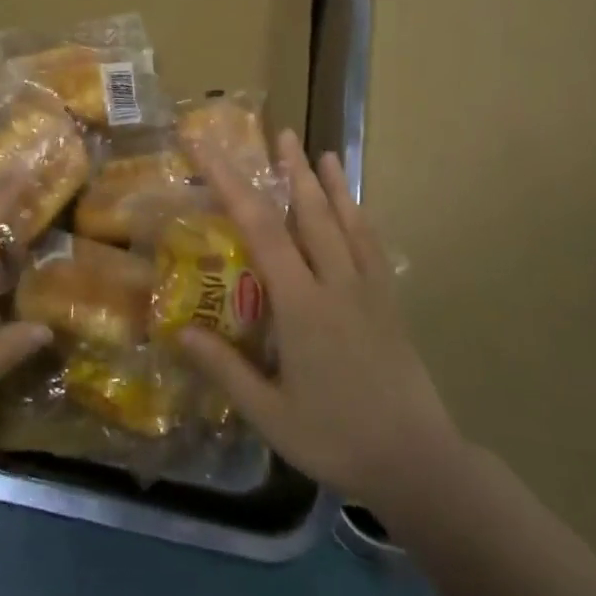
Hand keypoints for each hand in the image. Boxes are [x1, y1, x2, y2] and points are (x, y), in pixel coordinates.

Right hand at [177, 130, 464, 510]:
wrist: (417, 461)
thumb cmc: (336, 439)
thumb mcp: (270, 414)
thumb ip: (225, 369)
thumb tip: (178, 332)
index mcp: (301, 305)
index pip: (260, 229)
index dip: (231, 184)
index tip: (210, 151)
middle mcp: (335, 283)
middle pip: (309, 212)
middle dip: (291, 169)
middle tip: (278, 134)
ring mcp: (368, 288)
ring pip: (345, 221)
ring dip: (329, 183)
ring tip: (319, 151)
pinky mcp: (388, 300)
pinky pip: (372, 245)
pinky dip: (359, 215)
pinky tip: (354, 205)